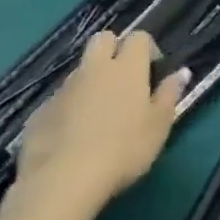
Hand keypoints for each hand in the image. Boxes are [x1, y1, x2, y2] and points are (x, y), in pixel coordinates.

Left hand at [9, 31, 186, 219]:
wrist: (63, 182)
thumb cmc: (124, 149)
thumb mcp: (160, 125)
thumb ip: (169, 94)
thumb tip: (180, 72)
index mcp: (127, 68)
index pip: (138, 37)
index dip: (147, 49)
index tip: (153, 72)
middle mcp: (93, 70)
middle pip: (102, 39)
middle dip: (114, 49)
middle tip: (125, 80)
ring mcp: (62, 90)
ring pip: (80, 71)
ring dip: (92, 82)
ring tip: (100, 115)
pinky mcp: (39, 113)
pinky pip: (60, 100)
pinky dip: (70, 108)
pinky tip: (75, 136)